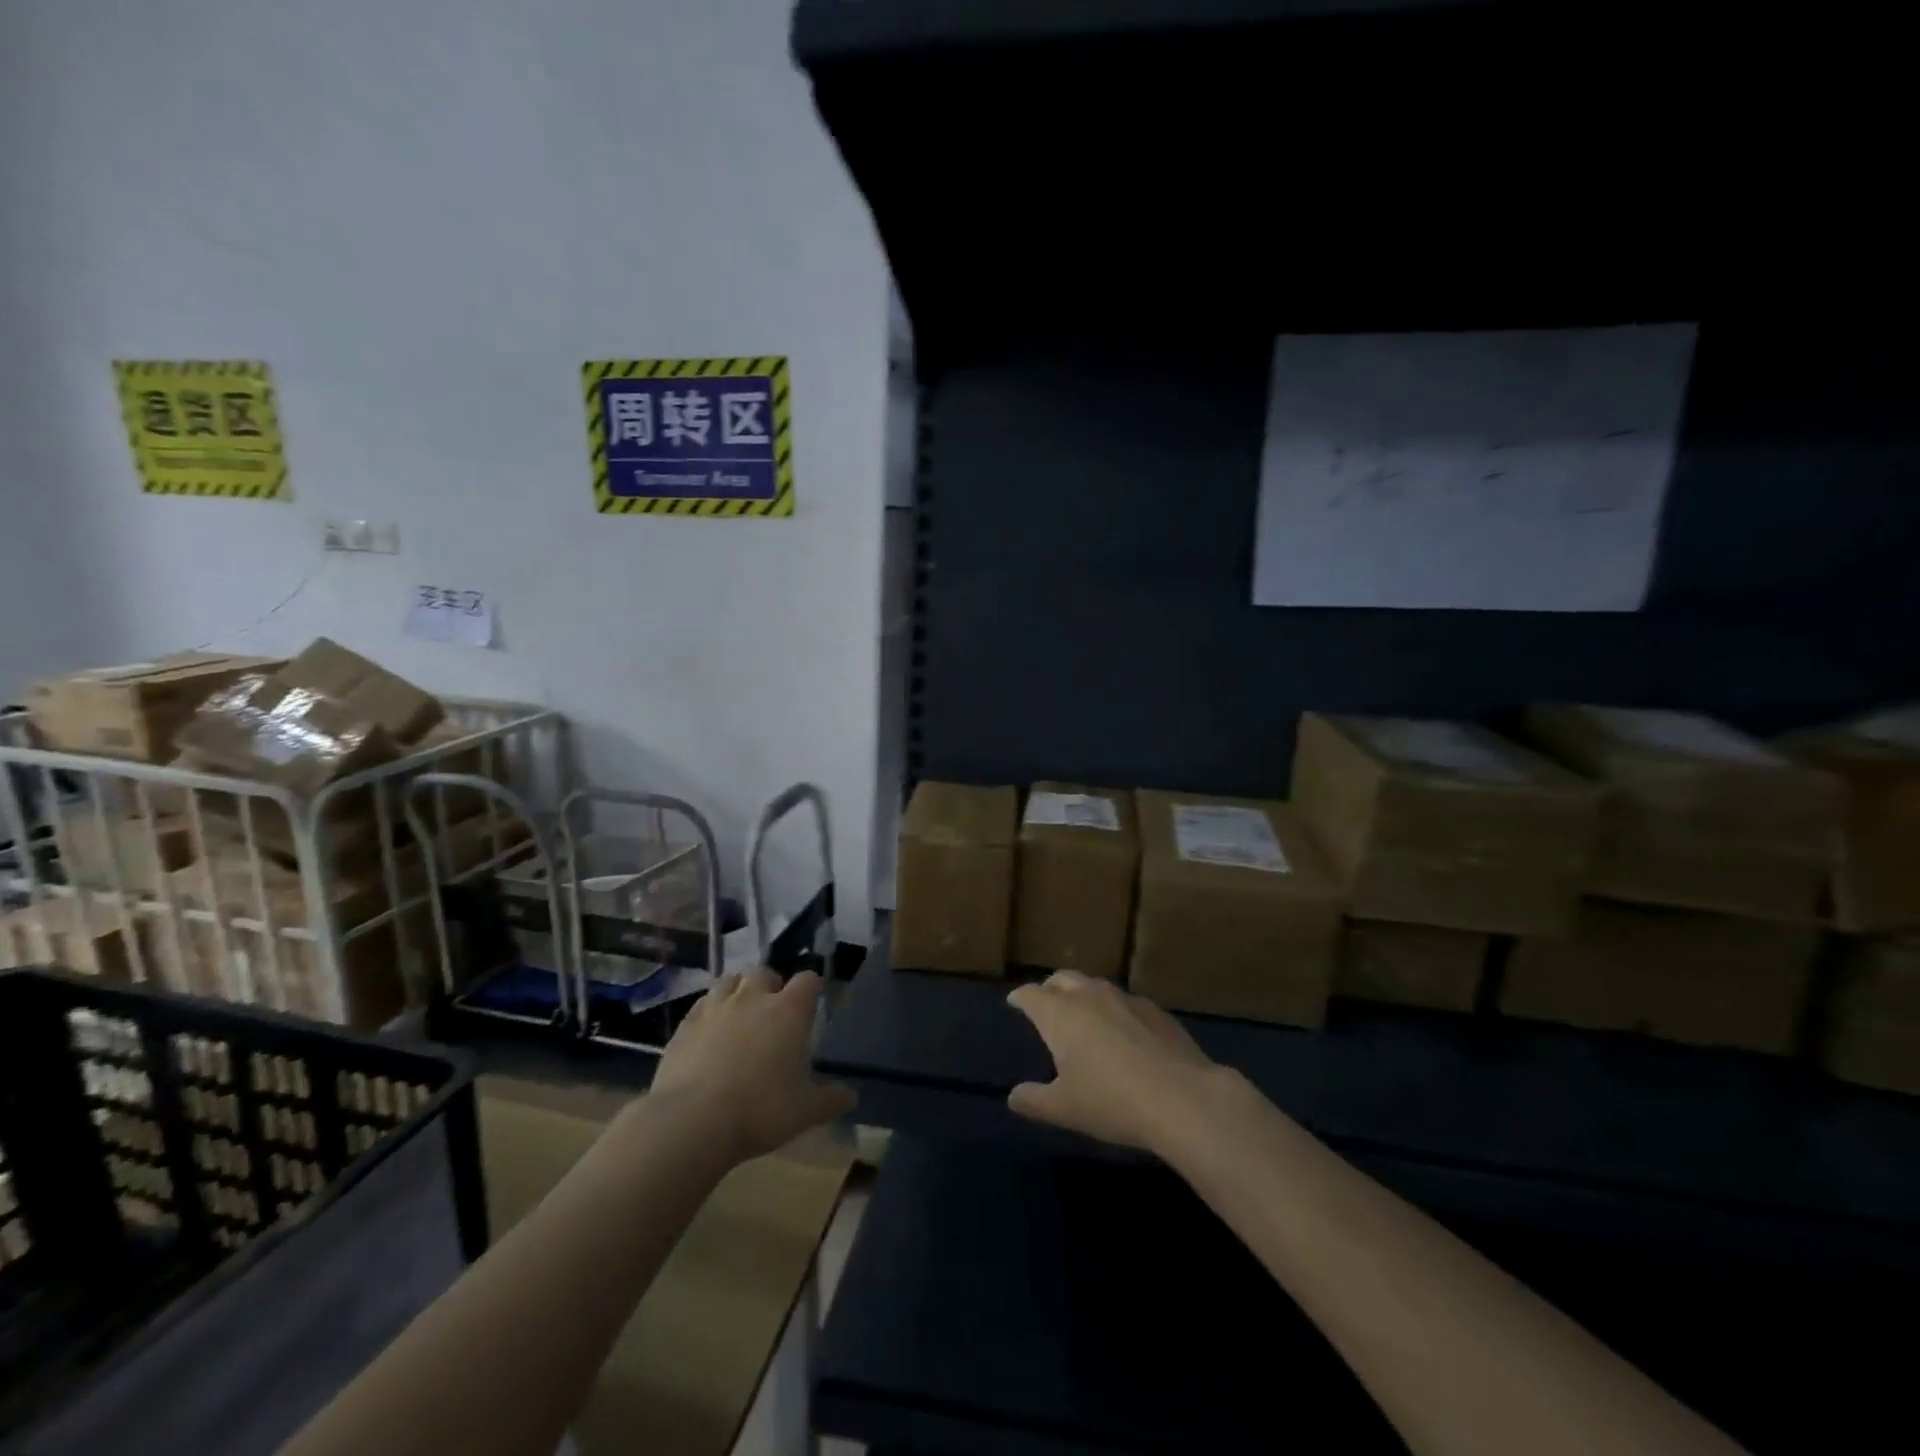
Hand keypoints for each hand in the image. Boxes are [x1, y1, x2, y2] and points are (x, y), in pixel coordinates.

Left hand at [652, 969, 855, 1162]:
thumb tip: (851, 1096)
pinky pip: (701, 1005)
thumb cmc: (760, 1110)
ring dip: (738, 992)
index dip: (811, 989)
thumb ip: (831, 1100)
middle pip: (765, 973)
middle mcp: (753, 998)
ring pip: (729, 981)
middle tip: (773, 1013)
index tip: (811, 1004)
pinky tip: (709, 1032)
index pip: (807, 980)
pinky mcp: (686, 1024)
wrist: (692, 1121)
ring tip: (740, 1015)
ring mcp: (716, 1007)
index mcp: (789, 1011)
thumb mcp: (805, 1111)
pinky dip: (709, 1012)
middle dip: (771, 986)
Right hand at [1006, 971, 1225, 1153]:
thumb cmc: (1111, 1101)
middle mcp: (1089, 996)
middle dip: (1050, 988)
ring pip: (1095, 985)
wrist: (1181, 1097)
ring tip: (1083, 1014)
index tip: (1014, 1001)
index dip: (1020, 998)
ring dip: (1083, 994)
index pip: (1031, 994)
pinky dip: (1114, 1010)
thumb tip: (1013, 1096)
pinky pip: (1125, 1001)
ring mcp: (1125, 999)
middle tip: (1046, 1003)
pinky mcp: (1155, 1010)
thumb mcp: (1063, 1109)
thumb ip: (1033, 1100)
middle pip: (1062, 979)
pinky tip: (1123, 1031)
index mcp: (1060, 1014)